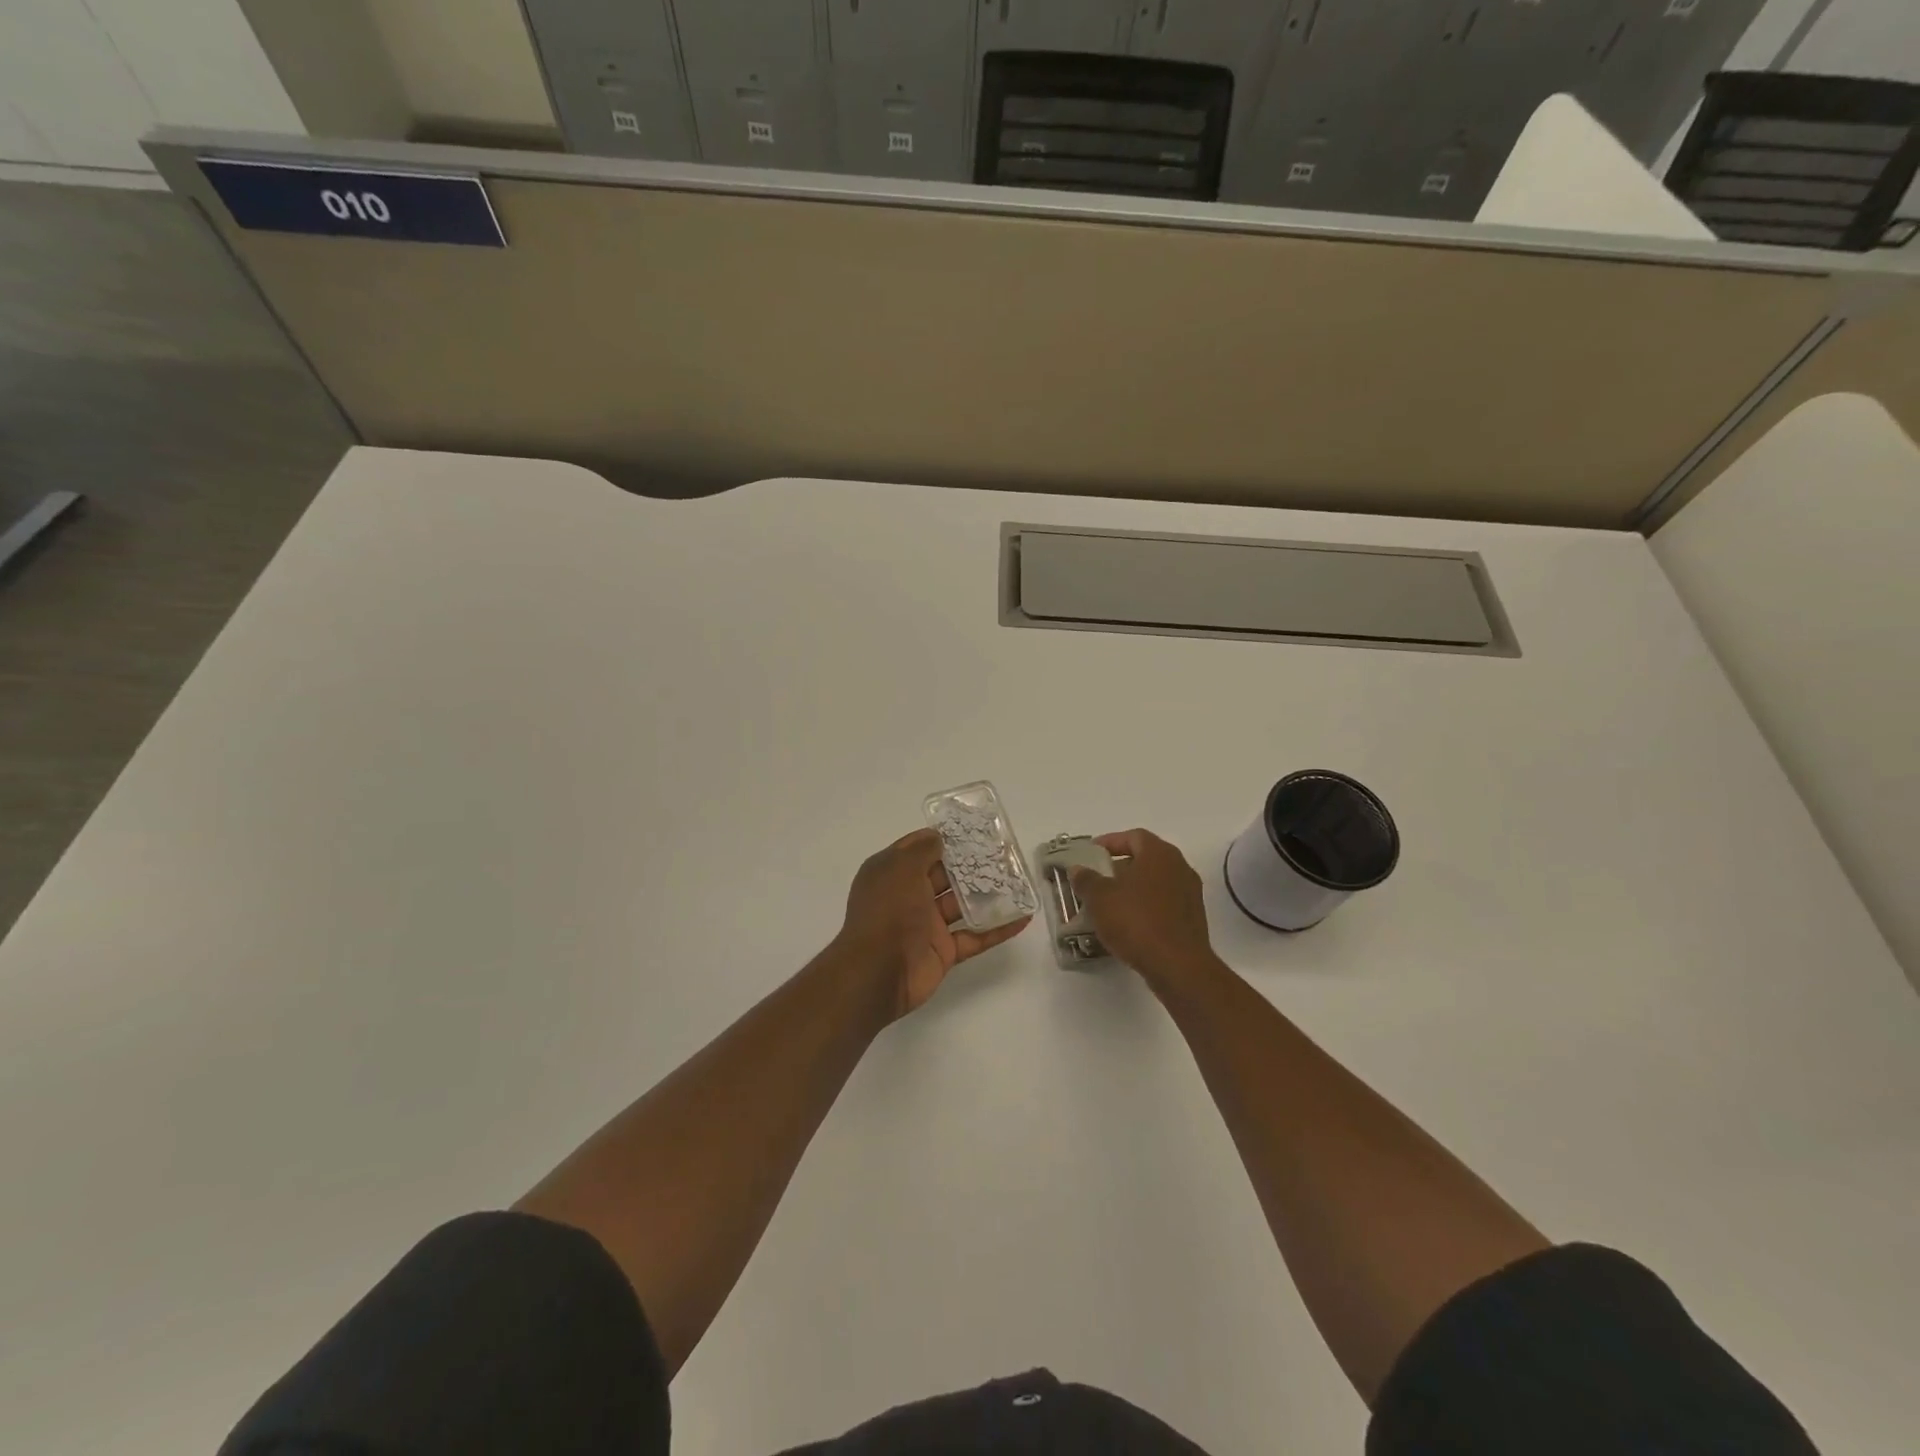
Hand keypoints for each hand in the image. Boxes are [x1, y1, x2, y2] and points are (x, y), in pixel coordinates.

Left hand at [832, 827, 1029, 1022]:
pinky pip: (975, 936)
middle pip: (944, 876)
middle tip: (1004, 853)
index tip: (971, 830)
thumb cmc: (887, 911)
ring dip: (988, 895)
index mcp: (892, 874)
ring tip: (1019, 881)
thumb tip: (937, 836)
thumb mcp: (900, 869)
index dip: (942, 839)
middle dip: (971, 865)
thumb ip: (921, 850)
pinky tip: (1023, 918)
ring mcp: (927, 925)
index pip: (918, 850)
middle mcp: (908, 896)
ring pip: (962, 905)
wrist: (878, 973)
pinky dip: (998, 929)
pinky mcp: (944, 951)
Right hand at [1071, 829, 1219, 994]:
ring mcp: (1190, 894)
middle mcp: (1179, 867)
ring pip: (1154, 883)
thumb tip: (1078, 869)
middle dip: (1118, 868)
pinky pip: (1163, 904)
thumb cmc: (1136, 922)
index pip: (1133, 836)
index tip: (1090, 854)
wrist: (1178, 966)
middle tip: (1096, 880)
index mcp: (1159, 854)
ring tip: (1107, 905)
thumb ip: (1086, 879)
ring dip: (1131, 889)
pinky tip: (1126, 925)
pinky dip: (1144, 908)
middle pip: (1145, 859)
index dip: (1109, 842)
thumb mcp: (1100, 898)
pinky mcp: (1192, 919)